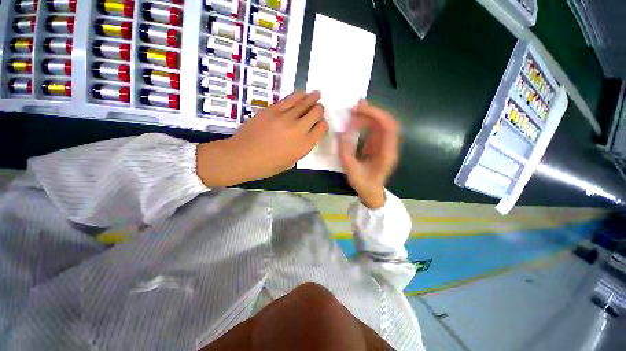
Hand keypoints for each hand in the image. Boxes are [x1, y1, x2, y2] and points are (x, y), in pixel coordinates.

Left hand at [197, 91, 327, 186]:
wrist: (243, 157)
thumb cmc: (267, 165)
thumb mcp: (291, 161)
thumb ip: (301, 147)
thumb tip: (306, 134)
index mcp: (304, 145)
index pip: (321, 128)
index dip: (323, 123)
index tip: (321, 122)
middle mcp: (299, 129)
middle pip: (315, 113)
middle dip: (320, 109)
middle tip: (320, 107)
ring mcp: (285, 117)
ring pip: (303, 103)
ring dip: (312, 98)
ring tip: (317, 94)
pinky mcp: (273, 110)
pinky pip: (289, 99)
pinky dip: (298, 95)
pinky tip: (302, 93)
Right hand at [339, 100, 398, 208]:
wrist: (372, 193)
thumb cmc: (363, 184)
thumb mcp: (351, 170)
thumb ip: (345, 151)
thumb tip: (341, 132)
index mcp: (387, 153)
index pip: (388, 126)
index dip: (375, 114)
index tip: (358, 110)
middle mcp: (390, 146)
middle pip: (386, 121)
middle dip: (371, 111)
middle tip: (354, 107)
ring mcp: (386, 145)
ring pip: (382, 124)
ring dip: (369, 115)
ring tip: (354, 111)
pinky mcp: (380, 146)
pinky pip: (376, 129)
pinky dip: (367, 122)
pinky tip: (357, 119)